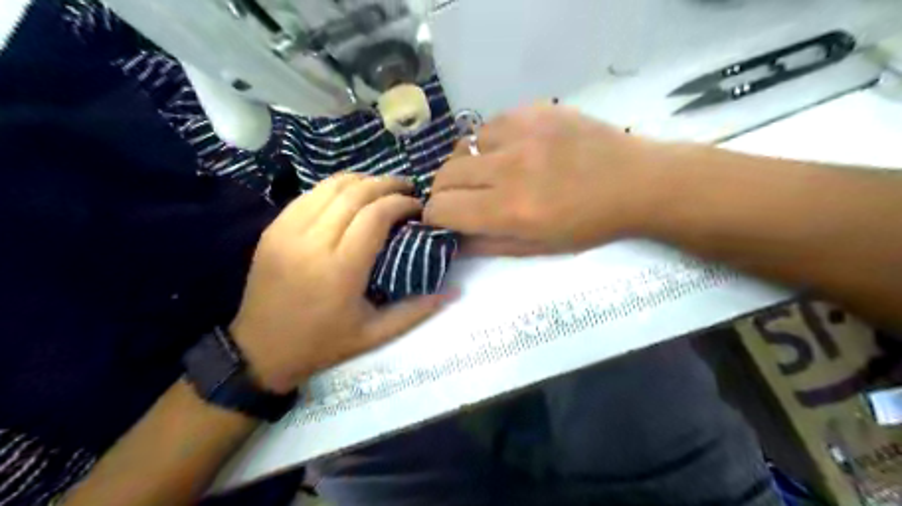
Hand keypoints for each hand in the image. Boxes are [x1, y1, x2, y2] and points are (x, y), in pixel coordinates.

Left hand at [229, 173, 450, 395]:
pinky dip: (335, 187)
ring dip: (362, 180)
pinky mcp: (273, 229)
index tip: (417, 206)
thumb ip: (416, 310)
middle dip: (386, 184)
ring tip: (382, 187)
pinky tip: (350, 194)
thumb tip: (453, 291)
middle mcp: (312, 243)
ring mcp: (287, 231)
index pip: (375, 215)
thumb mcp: (375, 335)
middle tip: (406, 188)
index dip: (401, 203)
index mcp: (340, 270)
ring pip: (330, 187)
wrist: (260, 350)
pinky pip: (309, 194)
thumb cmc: (323, 344)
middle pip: (355, 194)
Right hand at [427, 107, 671, 256]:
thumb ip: (489, 244)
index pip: (443, 207)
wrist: (636, 182)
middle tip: (462, 199)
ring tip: (488, 174)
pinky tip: (510, 152)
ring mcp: (521, 132)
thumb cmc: (589, 225)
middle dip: (445, 192)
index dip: (435, 216)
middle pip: (445, 174)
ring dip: (467, 165)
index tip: (443, 218)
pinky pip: (489, 126)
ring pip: (463, 146)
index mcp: (511, 209)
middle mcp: (509, 168)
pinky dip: (488, 143)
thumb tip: (452, 239)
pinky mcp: (533, 110)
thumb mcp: (538, 248)